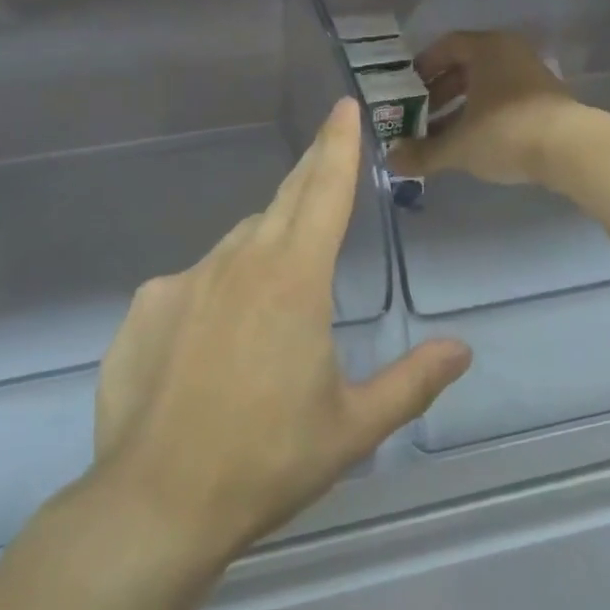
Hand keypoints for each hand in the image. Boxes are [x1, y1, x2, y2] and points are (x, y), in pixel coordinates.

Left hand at [94, 100, 470, 563]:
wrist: (155, 502)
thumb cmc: (267, 461)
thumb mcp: (352, 427)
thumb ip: (412, 382)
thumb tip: (461, 350)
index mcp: (295, 279)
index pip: (325, 191)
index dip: (339, 145)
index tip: (345, 106)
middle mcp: (240, 261)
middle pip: (284, 200)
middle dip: (310, 174)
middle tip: (325, 157)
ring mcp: (187, 278)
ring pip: (239, 242)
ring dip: (266, 247)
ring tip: (277, 294)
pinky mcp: (148, 303)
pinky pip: (195, 280)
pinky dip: (217, 291)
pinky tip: (213, 344)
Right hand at [388, 31, 577, 185]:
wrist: (571, 149)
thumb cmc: (506, 132)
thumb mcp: (458, 146)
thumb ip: (423, 152)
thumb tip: (391, 160)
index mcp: (486, 49)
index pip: (446, 46)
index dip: (423, 67)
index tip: (406, 90)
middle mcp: (509, 53)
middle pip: (466, 67)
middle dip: (439, 93)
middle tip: (419, 116)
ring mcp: (531, 75)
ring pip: (486, 86)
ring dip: (461, 108)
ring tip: (442, 136)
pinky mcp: (546, 99)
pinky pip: (505, 99)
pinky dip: (484, 115)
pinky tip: (474, 143)